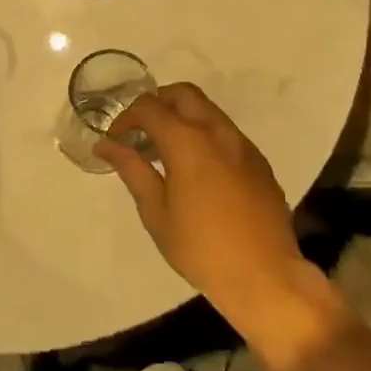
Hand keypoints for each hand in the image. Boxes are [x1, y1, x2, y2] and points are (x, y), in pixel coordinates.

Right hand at [94, 83, 325, 339]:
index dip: (126, 117)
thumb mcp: (156, 212)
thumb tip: (105, 144)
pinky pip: (226, 132)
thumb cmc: (201, 248)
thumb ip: (132, 169)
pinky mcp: (258, 160)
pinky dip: (205, 135)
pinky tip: (198, 170)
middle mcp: (216, 130)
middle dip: (157, 103)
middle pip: (183, 93)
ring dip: (183, 117)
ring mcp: (242, 143)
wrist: (265, 276)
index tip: (116, 139)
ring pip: (207, 109)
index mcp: (187, 140)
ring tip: (167, 151)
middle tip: (142, 132)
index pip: (149, 107)